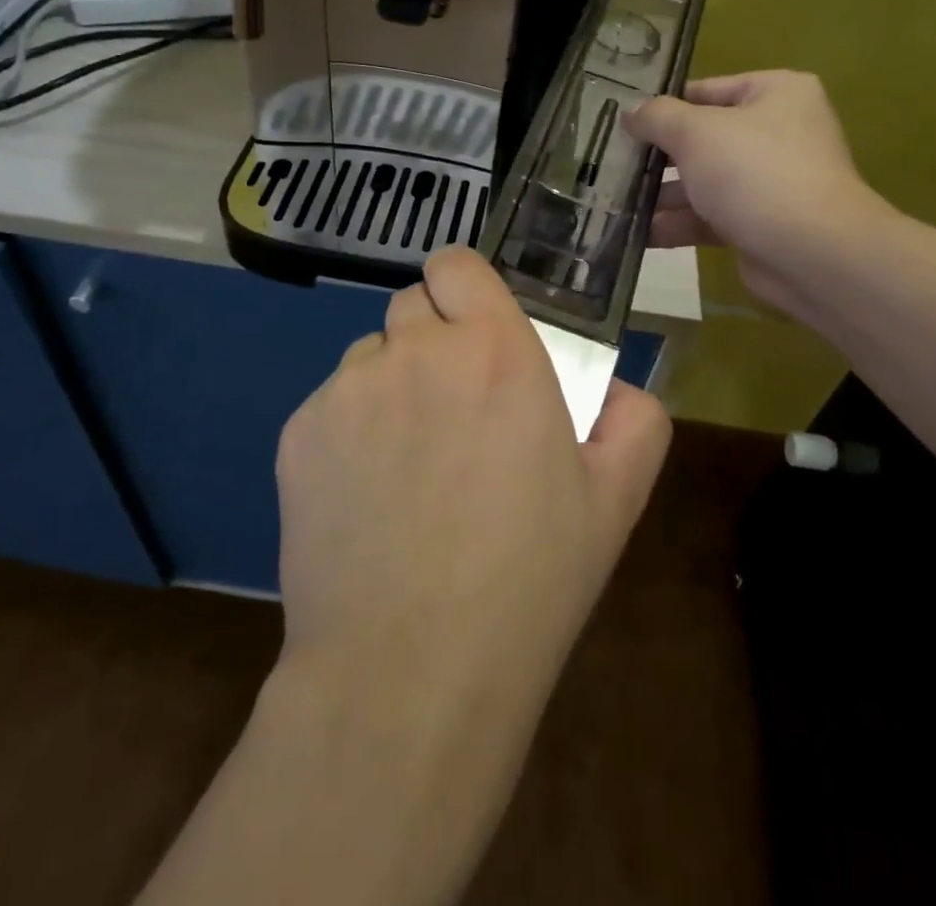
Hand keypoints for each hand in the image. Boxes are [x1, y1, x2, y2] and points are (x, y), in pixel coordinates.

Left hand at [275, 247, 671, 702]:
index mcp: (493, 351)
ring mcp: (348, 390)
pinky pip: (331, 407)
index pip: (456, 264)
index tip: (477, 330)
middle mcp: (415, 350)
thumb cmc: (527, 581)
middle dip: (433, 339)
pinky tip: (367, 500)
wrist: (409, 672)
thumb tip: (616, 389)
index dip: (465, 290)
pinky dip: (349, 433)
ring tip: (408, 464)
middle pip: (412, 305)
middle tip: (452, 409)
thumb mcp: (616, 502)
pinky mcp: (299, 433)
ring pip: (370, 356)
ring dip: (391, 385)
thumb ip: (636, 421)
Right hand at [625, 70, 890, 315]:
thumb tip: (630, 112)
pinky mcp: (760, 224)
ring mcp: (770, 181)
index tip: (621, 122)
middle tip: (610, 164)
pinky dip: (677, 225)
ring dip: (661, 195)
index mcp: (775, 94)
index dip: (662, 106)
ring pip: (703, 181)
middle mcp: (777, 133)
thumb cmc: (755, 173)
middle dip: (657, 156)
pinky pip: (710, 217)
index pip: (705, 90)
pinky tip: (637, 234)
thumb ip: (658, 117)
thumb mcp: (696, 132)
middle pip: (702, 138)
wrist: (812, 254)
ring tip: (614, 203)